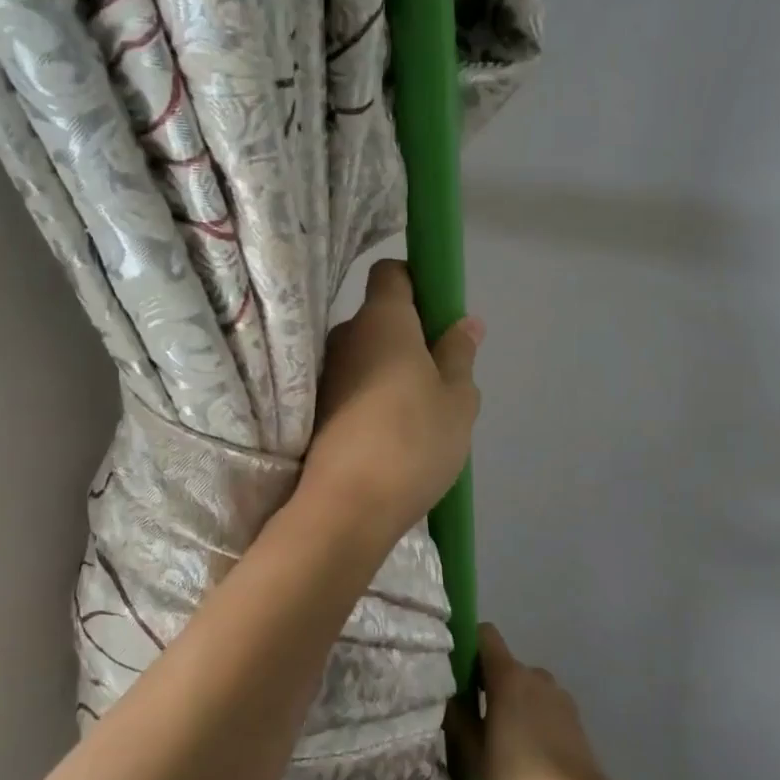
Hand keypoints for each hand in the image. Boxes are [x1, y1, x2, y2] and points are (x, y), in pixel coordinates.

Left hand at [300, 259, 482, 547]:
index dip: (416, 282)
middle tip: (440, 376)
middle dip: (410, 336)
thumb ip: (460, 355)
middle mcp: (345, 336)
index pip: (391, 273)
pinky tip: (390, 434)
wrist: (346, 507)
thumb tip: (465, 322)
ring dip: (390, 371)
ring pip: (366, 356)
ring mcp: (325, 373)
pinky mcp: (314, 408)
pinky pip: (351, 387)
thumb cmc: (413, 442)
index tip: (438, 313)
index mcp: (382, 320)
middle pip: (379, 318)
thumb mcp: (457, 400)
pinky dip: (371, 397)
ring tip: (418, 413)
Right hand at [461, 624, 612, 779]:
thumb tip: (449, 697)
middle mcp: (535, 675)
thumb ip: (458, 719)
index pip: (485, 635)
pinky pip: (542, 705)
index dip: (467, 645)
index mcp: (508, 675)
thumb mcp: (474, 754)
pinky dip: (530, 717)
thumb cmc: (518, 778)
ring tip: (498, 741)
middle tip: (470, 718)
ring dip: (509, 703)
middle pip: (503, 665)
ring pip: (523, 687)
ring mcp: (558, 694)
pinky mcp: (573, 716)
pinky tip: (524, 752)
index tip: (454, 671)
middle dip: (485, 684)